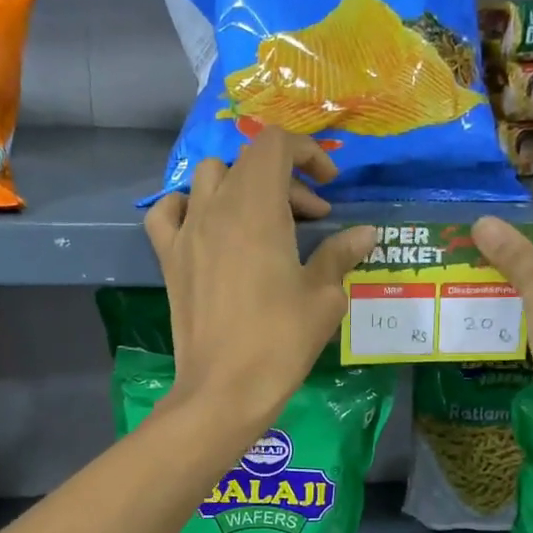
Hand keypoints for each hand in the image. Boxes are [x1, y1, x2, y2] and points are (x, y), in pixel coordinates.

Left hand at [144, 131, 375, 431]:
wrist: (225, 388)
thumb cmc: (281, 340)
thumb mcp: (323, 297)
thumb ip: (340, 254)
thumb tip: (365, 233)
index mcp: (257, 207)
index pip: (275, 144)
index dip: (307, 152)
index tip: (329, 187)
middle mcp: (216, 207)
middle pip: (248, 162)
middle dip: (286, 179)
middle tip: (313, 220)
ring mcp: (187, 231)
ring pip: (208, 177)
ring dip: (240, 186)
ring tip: (263, 220)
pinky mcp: (169, 258)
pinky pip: (167, 212)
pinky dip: (187, 207)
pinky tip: (207, 228)